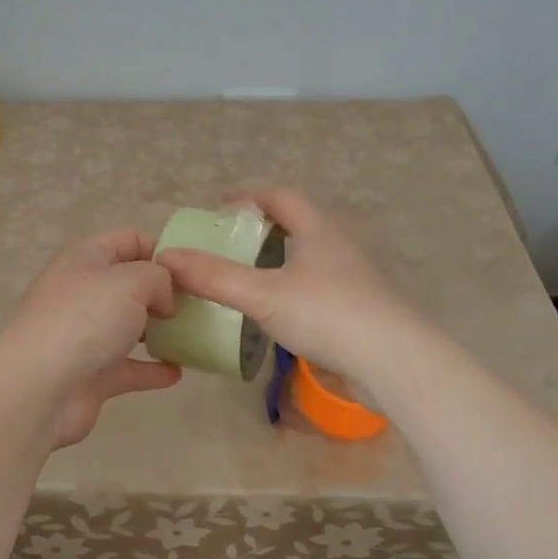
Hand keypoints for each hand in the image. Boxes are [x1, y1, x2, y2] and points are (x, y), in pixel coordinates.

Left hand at [0, 229, 182, 449]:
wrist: (39, 388)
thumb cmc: (85, 320)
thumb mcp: (130, 281)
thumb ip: (158, 278)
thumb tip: (163, 300)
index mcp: (86, 259)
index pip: (128, 240)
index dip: (161, 249)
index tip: (193, 270)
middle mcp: (84, 293)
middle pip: (130, 285)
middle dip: (164, 293)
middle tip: (199, 305)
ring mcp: (86, 336)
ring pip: (129, 327)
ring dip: (159, 331)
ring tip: (194, 335)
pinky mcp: (91, 374)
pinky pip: (129, 367)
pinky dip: (152, 369)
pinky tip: (178, 372)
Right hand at [159, 189, 414, 381]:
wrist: (392, 361)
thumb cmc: (326, 313)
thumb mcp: (262, 294)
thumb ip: (214, 277)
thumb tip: (166, 257)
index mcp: (318, 229)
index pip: (280, 197)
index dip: (248, 197)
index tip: (220, 208)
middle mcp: (337, 246)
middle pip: (297, 224)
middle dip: (262, 229)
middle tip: (228, 244)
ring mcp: (352, 278)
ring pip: (308, 258)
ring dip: (278, 261)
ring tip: (246, 278)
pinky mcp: (357, 308)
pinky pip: (316, 287)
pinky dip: (291, 289)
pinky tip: (276, 312)